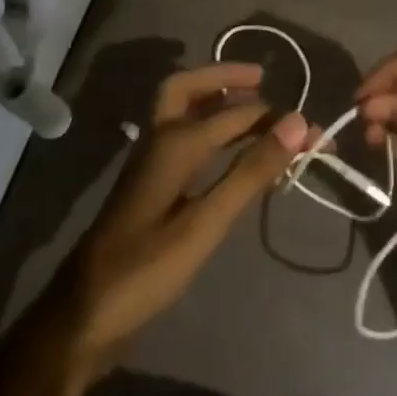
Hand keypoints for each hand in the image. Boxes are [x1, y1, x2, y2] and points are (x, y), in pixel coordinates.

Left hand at [58, 62, 313, 362]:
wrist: (81, 317)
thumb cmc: (146, 269)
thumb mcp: (205, 223)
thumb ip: (250, 171)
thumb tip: (295, 122)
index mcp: (174, 142)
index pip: (236, 114)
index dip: (277, 120)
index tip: (314, 130)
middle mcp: (159, 140)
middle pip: (189, 89)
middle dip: (225, 78)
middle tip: (262, 79)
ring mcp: (150, 163)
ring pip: (182, 111)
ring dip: (215, 99)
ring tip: (252, 105)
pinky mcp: (148, 186)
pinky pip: (181, 136)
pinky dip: (206, 126)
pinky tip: (225, 149)